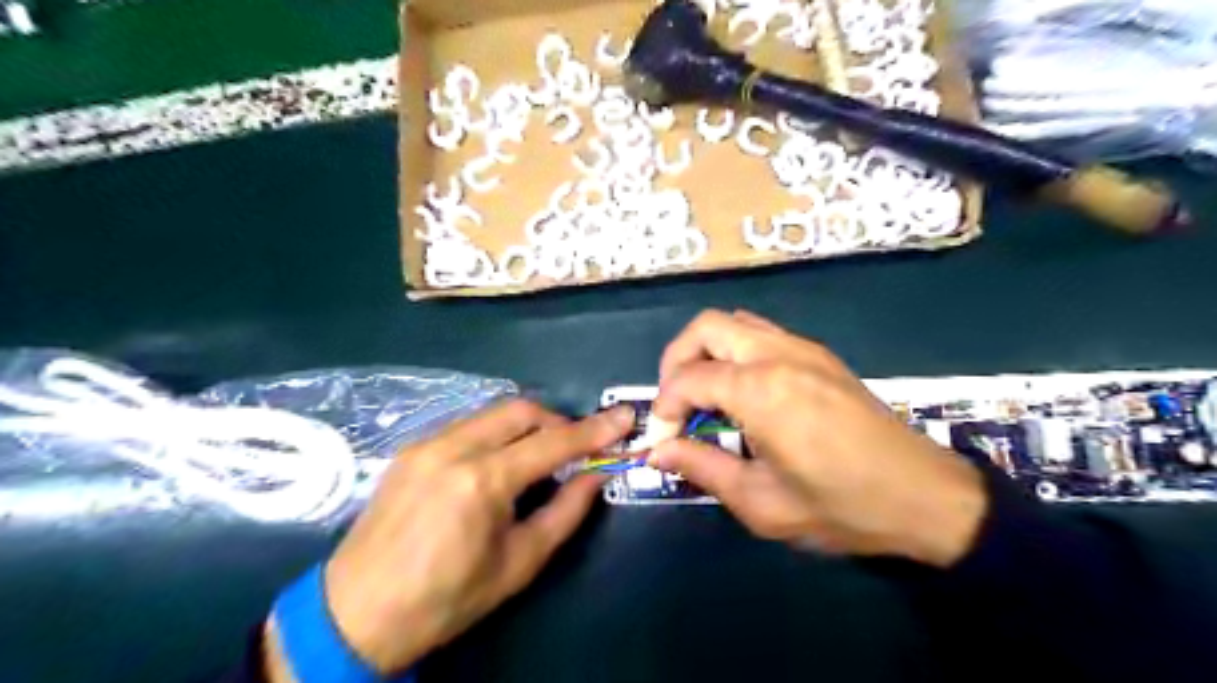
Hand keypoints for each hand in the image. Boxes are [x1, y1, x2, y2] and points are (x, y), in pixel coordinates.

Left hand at [272, 398, 637, 674]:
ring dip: (525, 425)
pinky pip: (467, 425)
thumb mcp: (518, 563)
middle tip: (573, 448)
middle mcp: (453, 448)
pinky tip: (496, 463)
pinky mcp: (411, 449)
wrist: (356, 614)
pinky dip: (494, 434)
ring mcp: (426, 444)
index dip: (594, 429)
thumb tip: (595, 475)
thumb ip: (565, 512)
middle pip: (521, 410)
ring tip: (536, 457)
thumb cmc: (446, 599)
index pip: (552, 443)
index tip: (624, 417)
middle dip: (556, 421)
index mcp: (482, 482)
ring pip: (492, 412)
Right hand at [645, 310, 988, 564]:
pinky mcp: (820, 355)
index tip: (662, 439)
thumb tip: (657, 452)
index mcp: (761, 390)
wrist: (924, 496)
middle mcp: (778, 354)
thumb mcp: (761, 502)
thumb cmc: (841, 507)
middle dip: (676, 360)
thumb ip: (702, 468)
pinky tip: (742, 392)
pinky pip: (762, 334)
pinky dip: (735, 352)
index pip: (688, 378)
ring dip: (707, 350)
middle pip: (706, 327)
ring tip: (703, 395)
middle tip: (674, 403)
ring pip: (735, 323)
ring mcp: (803, 348)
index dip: (664, 406)